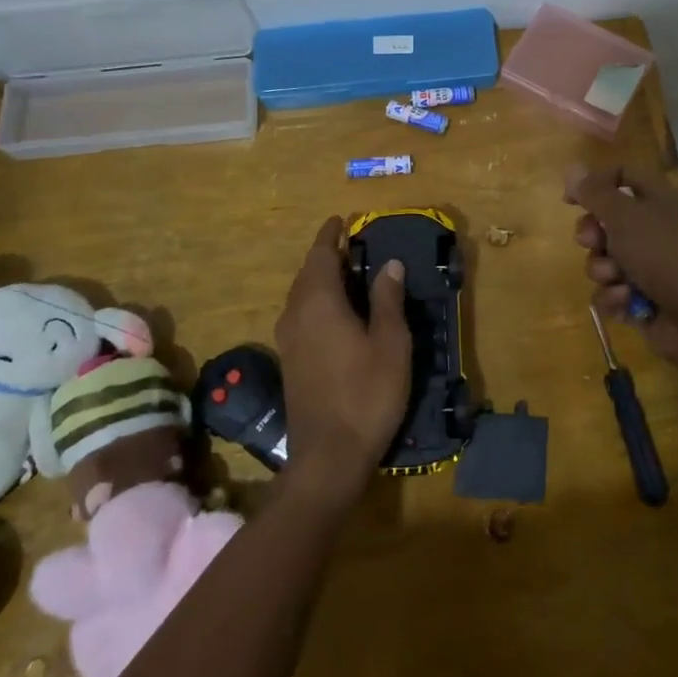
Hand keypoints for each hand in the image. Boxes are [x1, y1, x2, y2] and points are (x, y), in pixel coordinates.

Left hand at [272, 217, 411, 504]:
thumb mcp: (390, 343)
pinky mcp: (290, 360)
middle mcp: (296, 313)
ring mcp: (288, 339)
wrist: (328, 457)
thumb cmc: (366, 394)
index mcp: (319, 302)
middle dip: (327, 255)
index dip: (330, 234)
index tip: (341, 219)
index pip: (320, 254)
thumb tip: (388, 264)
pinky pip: (301, 314)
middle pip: (307, 272)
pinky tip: (337, 313)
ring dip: (321, 278)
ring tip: (348, 273)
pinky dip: (317, 301)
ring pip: (301, 295)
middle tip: (352, 245)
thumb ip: (387, 300)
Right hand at [564, 164, 677, 386]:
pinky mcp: (642, 302)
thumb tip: (572, 169)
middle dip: (592, 235)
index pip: (623, 177)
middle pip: (606, 223)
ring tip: (619, 281)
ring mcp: (649, 269)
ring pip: (604, 261)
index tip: (570, 200)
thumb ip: (596, 194)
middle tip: (592, 242)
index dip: (595, 183)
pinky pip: (611, 294)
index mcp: (658, 202)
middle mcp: (653, 231)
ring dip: (603, 271)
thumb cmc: (669, 256)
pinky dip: (615, 298)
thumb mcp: (628, 217)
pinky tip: (628, 304)